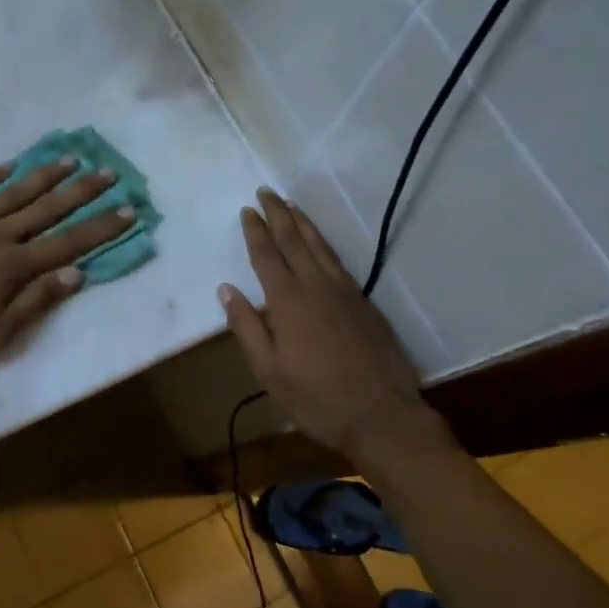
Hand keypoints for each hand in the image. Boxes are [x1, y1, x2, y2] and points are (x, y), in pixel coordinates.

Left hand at [0, 156, 134, 370]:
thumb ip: (35, 302)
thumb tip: (76, 275)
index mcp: (12, 267)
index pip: (68, 244)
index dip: (100, 228)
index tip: (128, 210)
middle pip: (47, 210)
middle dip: (82, 192)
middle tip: (109, 172)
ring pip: (13, 193)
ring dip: (44, 176)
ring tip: (69, 159)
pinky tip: (9, 166)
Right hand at [219, 188, 433, 455]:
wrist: (382, 415)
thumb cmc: (316, 398)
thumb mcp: (269, 370)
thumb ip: (246, 327)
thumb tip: (226, 290)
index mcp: (288, 302)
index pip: (266, 255)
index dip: (255, 231)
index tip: (247, 210)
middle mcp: (316, 286)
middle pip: (294, 241)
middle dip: (278, 215)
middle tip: (267, 192)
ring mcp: (345, 292)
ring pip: (320, 247)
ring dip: (303, 223)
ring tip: (291, 206)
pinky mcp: (364, 303)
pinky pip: (338, 261)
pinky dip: (324, 243)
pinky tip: (320, 243)